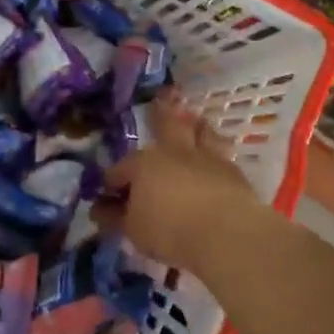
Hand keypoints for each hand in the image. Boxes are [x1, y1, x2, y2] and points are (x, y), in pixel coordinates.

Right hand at [101, 95, 265, 273]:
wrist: (226, 233)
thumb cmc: (170, 230)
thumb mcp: (134, 230)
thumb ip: (116, 218)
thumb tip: (101, 210)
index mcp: (143, 164)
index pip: (121, 170)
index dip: (112, 181)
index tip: (108, 193)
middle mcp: (173, 151)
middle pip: (164, 125)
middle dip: (158, 114)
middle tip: (159, 100)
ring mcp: (205, 156)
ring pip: (199, 131)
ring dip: (194, 125)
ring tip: (193, 120)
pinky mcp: (232, 170)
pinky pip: (221, 152)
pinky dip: (215, 150)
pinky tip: (216, 155)